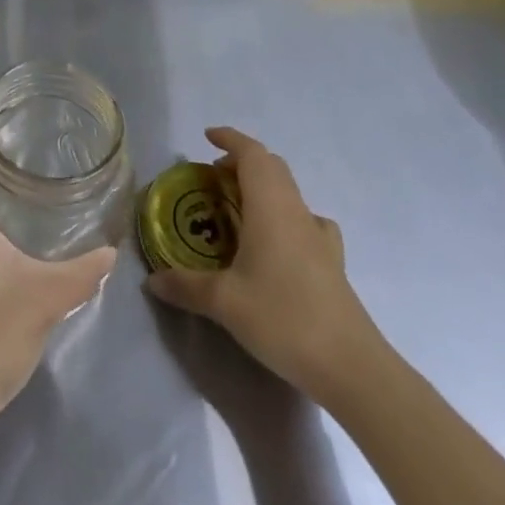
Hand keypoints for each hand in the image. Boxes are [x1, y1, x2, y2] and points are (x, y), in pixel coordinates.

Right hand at [146, 126, 386, 400]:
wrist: (352, 367)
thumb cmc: (283, 318)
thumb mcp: (224, 302)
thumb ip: (186, 286)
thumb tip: (152, 280)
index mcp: (270, 206)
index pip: (251, 154)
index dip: (230, 139)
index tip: (208, 137)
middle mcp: (296, 211)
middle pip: (272, 167)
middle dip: (242, 162)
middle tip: (214, 177)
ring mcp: (319, 236)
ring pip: (289, 192)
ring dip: (263, 188)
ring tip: (239, 208)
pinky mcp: (332, 262)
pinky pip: (306, 221)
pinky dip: (286, 216)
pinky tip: (278, 243)